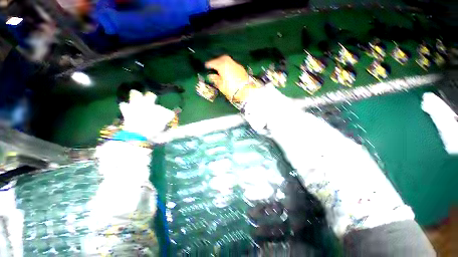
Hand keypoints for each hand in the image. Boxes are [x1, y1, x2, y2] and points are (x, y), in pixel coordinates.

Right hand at [205, 55, 252, 101]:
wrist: (247, 92)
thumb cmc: (232, 90)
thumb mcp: (221, 86)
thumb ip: (215, 79)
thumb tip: (211, 75)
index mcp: (223, 66)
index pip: (214, 63)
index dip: (209, 64)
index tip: (206, 66)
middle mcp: (230, 63)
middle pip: (222, 58)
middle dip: (216, 61)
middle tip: (213, 65)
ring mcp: (236, 65)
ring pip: (228, 60)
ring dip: (223, 62)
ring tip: (220, 68)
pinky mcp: (241, 68)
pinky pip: (233, 64)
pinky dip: (229, 65)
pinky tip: (228, 70)